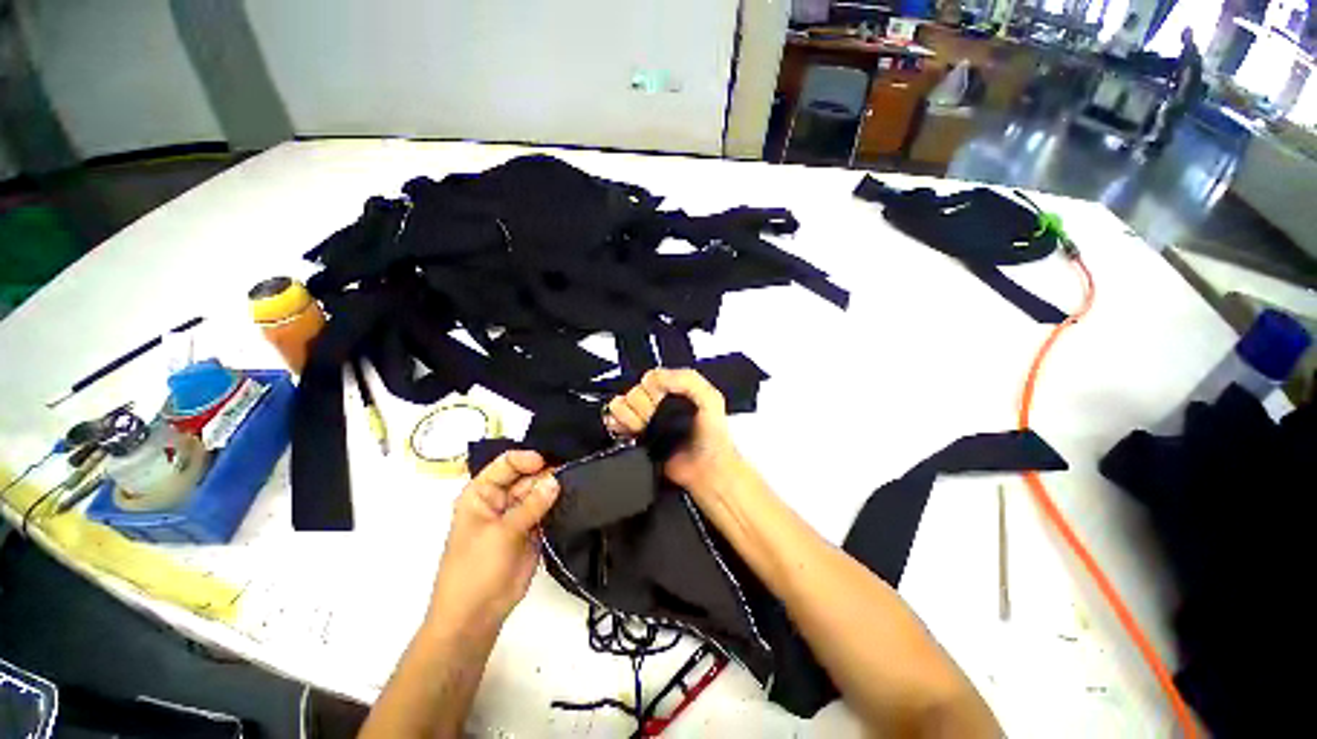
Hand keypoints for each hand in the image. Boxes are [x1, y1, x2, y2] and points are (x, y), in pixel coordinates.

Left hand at [427, 450, 559, 634]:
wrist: (476, 616)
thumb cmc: (476, 569)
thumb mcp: (501, 533)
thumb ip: (531, 505)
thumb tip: (555, 480)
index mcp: (482, 494)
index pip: (506, 464)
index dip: (526, 460)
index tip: (548, 463)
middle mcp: (500, 499)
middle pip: (527, 476)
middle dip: (547, 473)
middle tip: (571, 472)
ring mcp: (518, 515)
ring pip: (540, 492)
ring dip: (556, 489)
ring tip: (577, 482)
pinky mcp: (533, 530)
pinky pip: (549, 510)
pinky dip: (560, 505)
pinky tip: (575, 498)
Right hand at [603, 368, 743, 495]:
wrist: (706, 471)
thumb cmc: (713, 437)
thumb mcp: (710, 397)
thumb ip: (686, 379)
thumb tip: (655, 378)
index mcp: (674, 389)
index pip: (649, 378)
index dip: (653, 389)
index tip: (663, 400)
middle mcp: (658, 403)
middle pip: (633, 392)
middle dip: (643, 406)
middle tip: (657, 418)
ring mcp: (646, 420)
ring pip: (620, 405)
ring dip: (630, 417)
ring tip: (644, 427)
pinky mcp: (636, 437)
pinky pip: (614, 423)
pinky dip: (616, 425)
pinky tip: (630, 430)